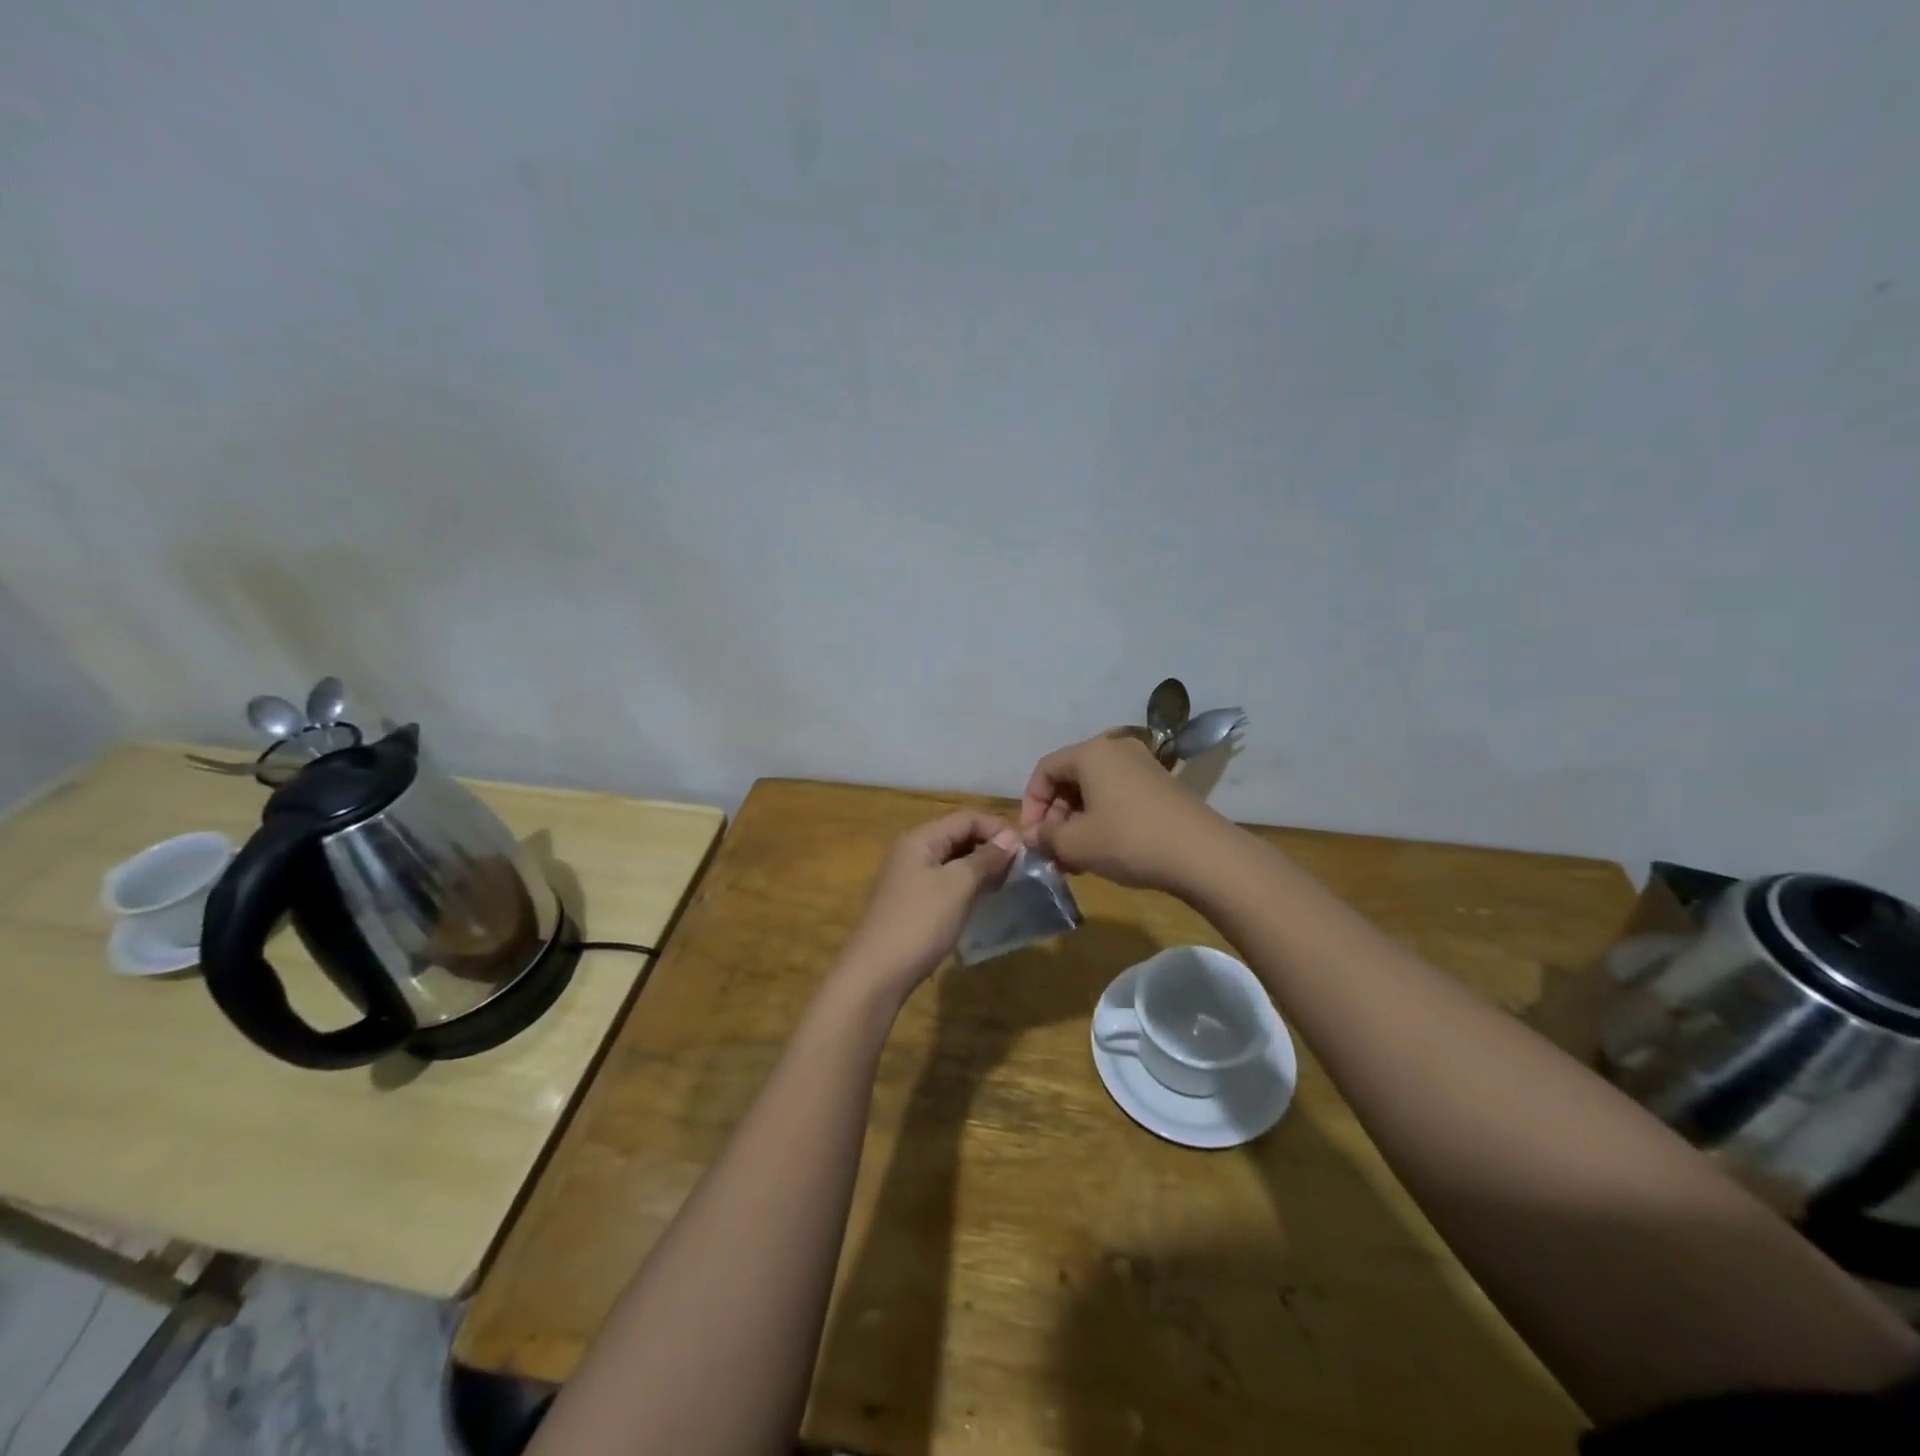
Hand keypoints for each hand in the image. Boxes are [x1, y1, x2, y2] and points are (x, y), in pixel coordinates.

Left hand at [837, 811, 1019, 1000]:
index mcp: (920, 839)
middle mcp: (911, 851)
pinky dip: (966, 885)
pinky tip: (982, 899)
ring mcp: (909, 878)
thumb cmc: (920, 922)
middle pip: (957, 836)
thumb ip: (985, 858)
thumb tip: (1010, 838)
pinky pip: (944, 881)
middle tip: (1019, 868)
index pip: (965, 818)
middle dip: (989, 847)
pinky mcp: (911, 902)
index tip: (1025, 850)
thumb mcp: (957, 886)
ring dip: (980, 867)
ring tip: (1006, 883)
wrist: (876, 974)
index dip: (996, 828)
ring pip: (952, 860)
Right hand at [1020, 733, 1227, 892]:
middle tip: (1051, 852)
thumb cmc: (1129, 840)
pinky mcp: (1160, 786)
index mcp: (1092, 753)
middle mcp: (1116, 749)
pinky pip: (1117, 797)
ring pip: (1094, 791)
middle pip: (1070, 779)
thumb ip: (1046, 837)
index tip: (1032, 838)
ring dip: (1077, 823)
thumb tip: (1035, 836)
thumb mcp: (1076, 843)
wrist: (1202, 854)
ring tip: (1073, 860)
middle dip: (1055, 817)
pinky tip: (1100, 853)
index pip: (1045, 770)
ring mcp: (1142, 766)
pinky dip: (1101, 821)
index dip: (1030, 804)